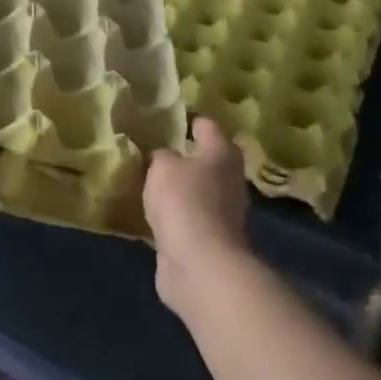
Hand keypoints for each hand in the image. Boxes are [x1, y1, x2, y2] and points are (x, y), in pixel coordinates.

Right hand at [144, 117, 252, 318]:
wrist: (200, 263)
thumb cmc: (184, 201)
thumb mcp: (163, 167)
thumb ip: (161, 156)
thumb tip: (163, 157)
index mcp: (222, 153)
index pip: (207, 125)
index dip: (188, 118)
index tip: (167, 116)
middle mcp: (229, 179)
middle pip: (207, 159)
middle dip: (185, 155)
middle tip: (154, 148)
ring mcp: (223, 212)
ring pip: (199, 189)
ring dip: (181, 186)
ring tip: (151, 179)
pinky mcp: (211, 238)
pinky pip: (190, 216)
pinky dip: (176, 213)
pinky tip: (155, 211)